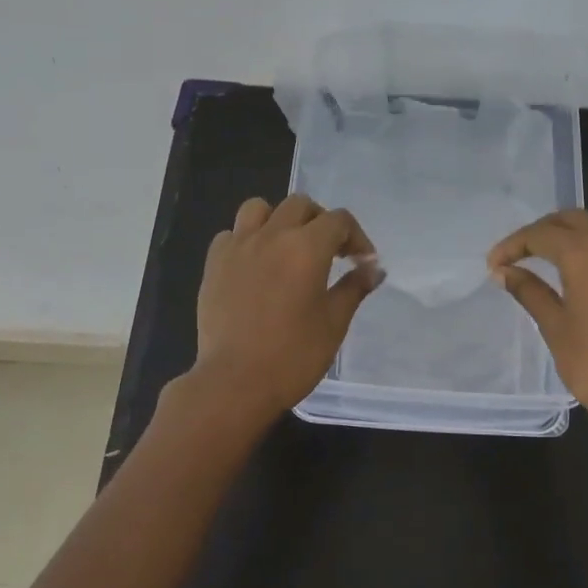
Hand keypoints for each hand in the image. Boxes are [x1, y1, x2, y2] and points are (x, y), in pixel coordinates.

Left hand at [190, 194, 380, 419]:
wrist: (235, 382)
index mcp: (307, 247)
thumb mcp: (334, 323)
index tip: (362, 262)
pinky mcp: (214, 264)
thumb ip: (354, 288)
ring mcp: (238, 247)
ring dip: (279, 220)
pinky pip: (231, 234)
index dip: (356, 236)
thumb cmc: (293, 355)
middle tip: (330, 252)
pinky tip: (254, 266)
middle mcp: (272, 236)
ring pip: (259, 208)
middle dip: (320, 222)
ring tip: (286, 247)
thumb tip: (373, 268)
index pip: (338, 220)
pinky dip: (247, 240)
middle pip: (300, 205)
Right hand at [488, 198, 587, 442]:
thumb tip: (503, 272)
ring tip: (573, 249)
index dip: (512, 246)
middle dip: (543, 232)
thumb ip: (529, 291)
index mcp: (584, 252)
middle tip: (523, 256)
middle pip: (573, 218)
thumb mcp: (555, 327)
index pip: (539, 235)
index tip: (494, 264)